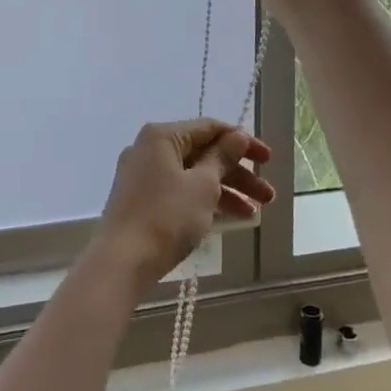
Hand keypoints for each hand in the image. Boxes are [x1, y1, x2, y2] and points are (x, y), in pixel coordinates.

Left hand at [94, 120, 274, 285]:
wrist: (121, 262)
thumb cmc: (166, 217)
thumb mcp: (203, 186)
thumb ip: (222, 158)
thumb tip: (237, 136)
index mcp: (162, 136)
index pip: (210, 128)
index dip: (242, 142)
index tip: (268, 160)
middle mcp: (149, 149)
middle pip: (202, 153)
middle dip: (238, 173)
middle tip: (268, 196)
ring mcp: (142, 175)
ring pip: (192, 175)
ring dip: (225, 191)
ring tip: (255, 214)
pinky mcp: (139, 200)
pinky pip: (178, 191)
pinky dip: (203, 201)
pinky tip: (228, 220)